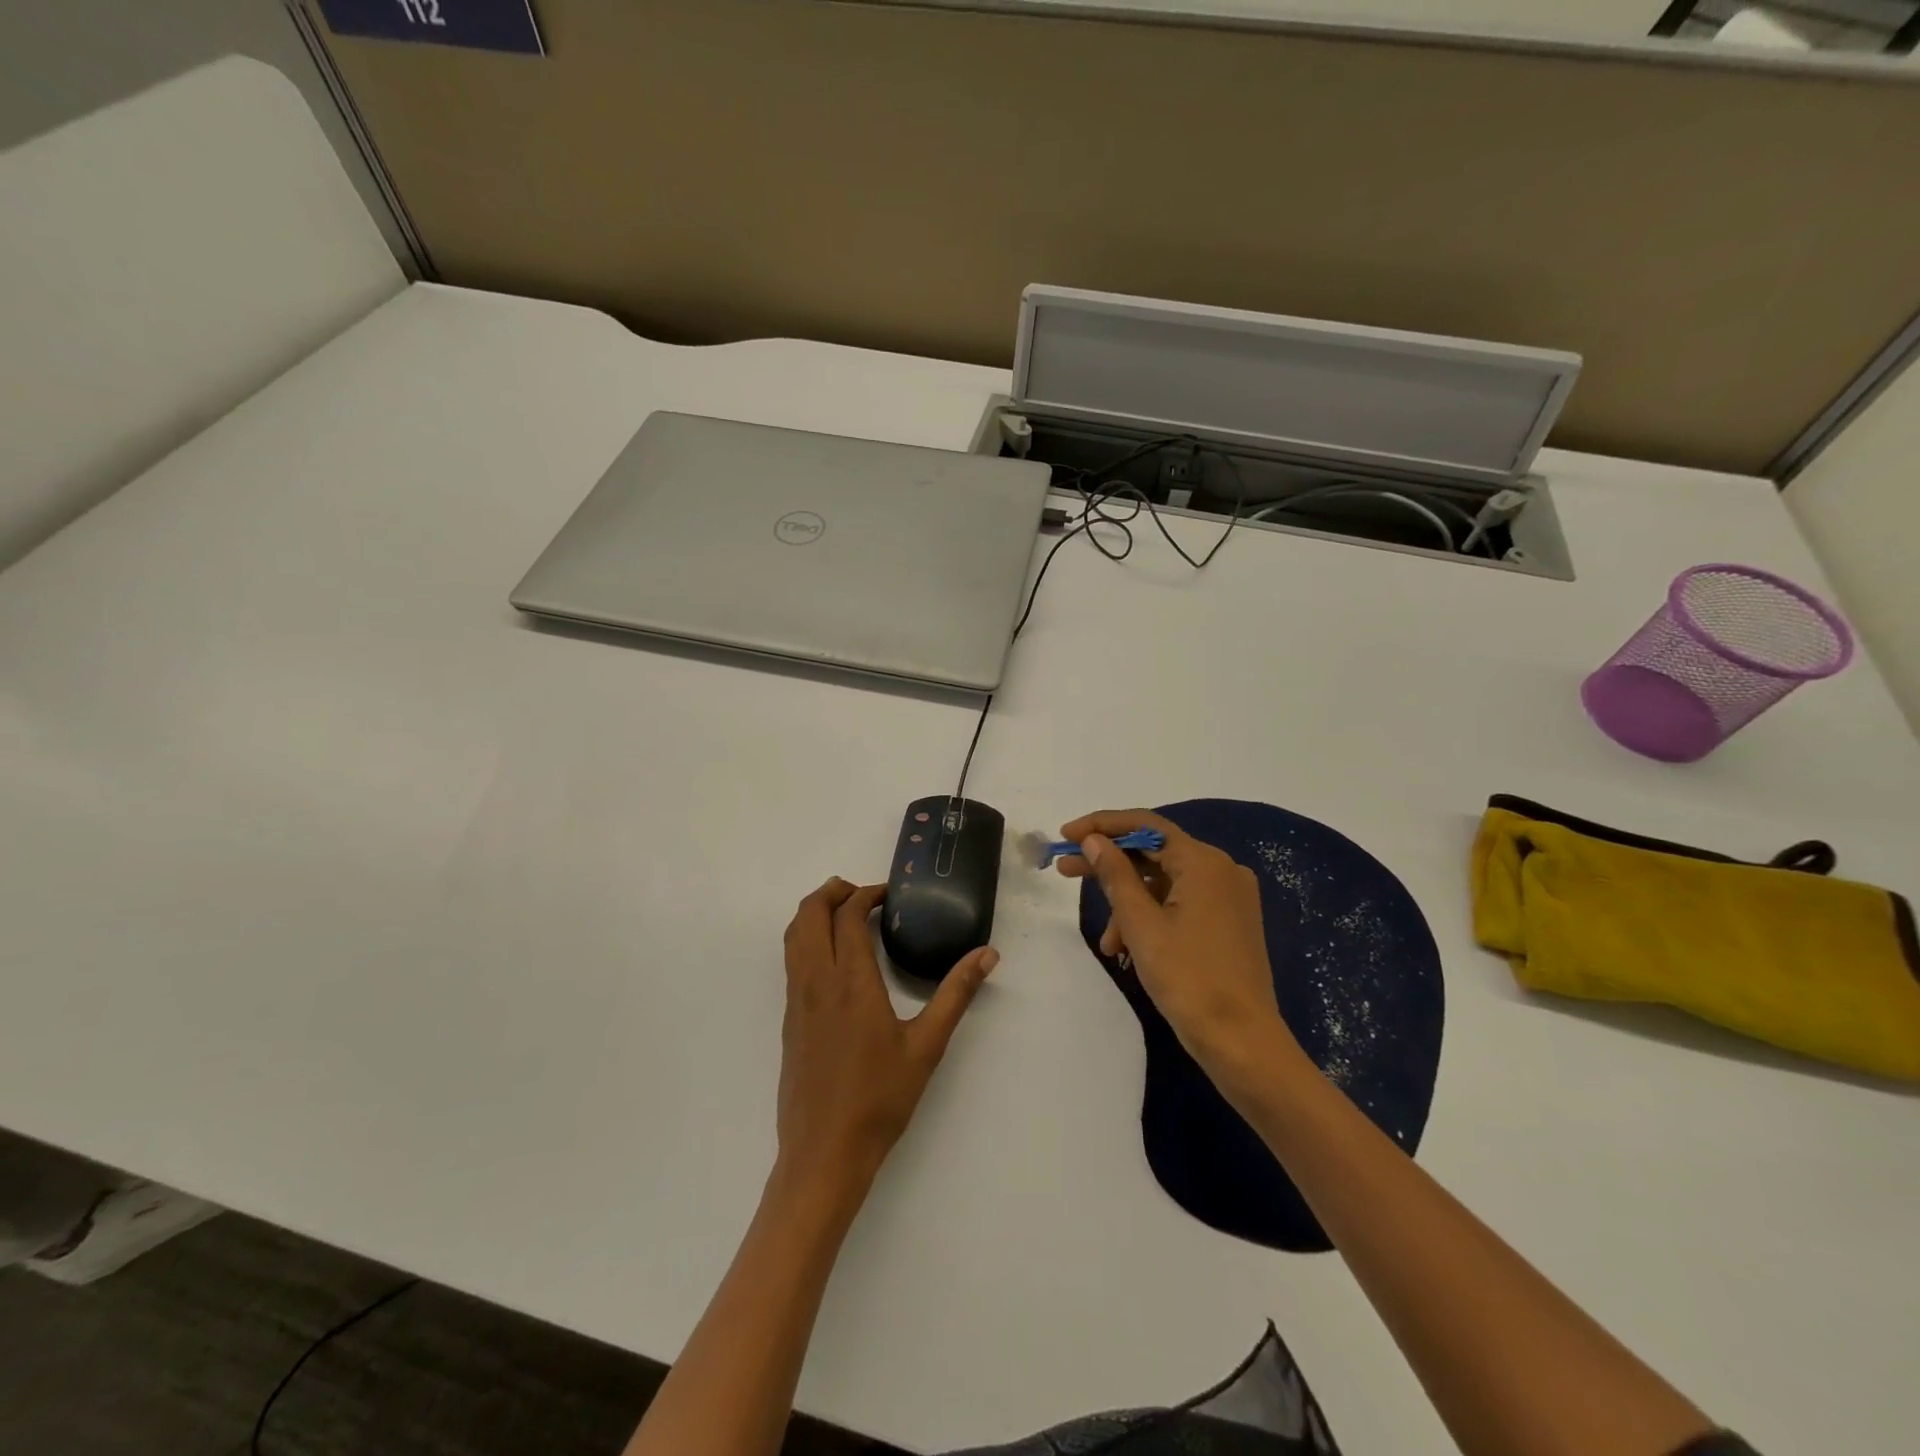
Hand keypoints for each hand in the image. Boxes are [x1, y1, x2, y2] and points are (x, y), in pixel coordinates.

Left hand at [777, 879, 997, 1197]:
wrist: (823, 1154)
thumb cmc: (879, 1100)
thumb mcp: (927, 1046)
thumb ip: (956, 994)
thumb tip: (987, 954)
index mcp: (851, 982)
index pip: (848, 916)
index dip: (866, 894)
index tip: (889, 894)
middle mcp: (816, 982)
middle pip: (809, 914)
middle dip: (832, 891)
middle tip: (863, 892)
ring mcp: (796, 1001)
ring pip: (793, 936)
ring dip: (814, 911)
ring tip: (844, 912)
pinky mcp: (788, 1019)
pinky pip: (791, 961)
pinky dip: (807, 938)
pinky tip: (833, 957)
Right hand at [1056, 810, 1299, 1082]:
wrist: (1242, 1042)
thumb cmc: (1188, 979)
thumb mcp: (1141, 925)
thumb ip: (1115, 875)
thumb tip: (1093, 840)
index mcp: (1204, 862)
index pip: (1146, 826)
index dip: (1101, 825)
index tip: (1065, 835)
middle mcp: (1221, 870)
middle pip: (1154, 852)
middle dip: (1108, 863)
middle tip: (1064, 869)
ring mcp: (1228, 897)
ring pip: (1164, 883)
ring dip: (1128, 902)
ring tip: (1106, 941)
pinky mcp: (1228, 922)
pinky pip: (1180, 904)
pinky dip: (1151, 918)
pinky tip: (1128, 948)